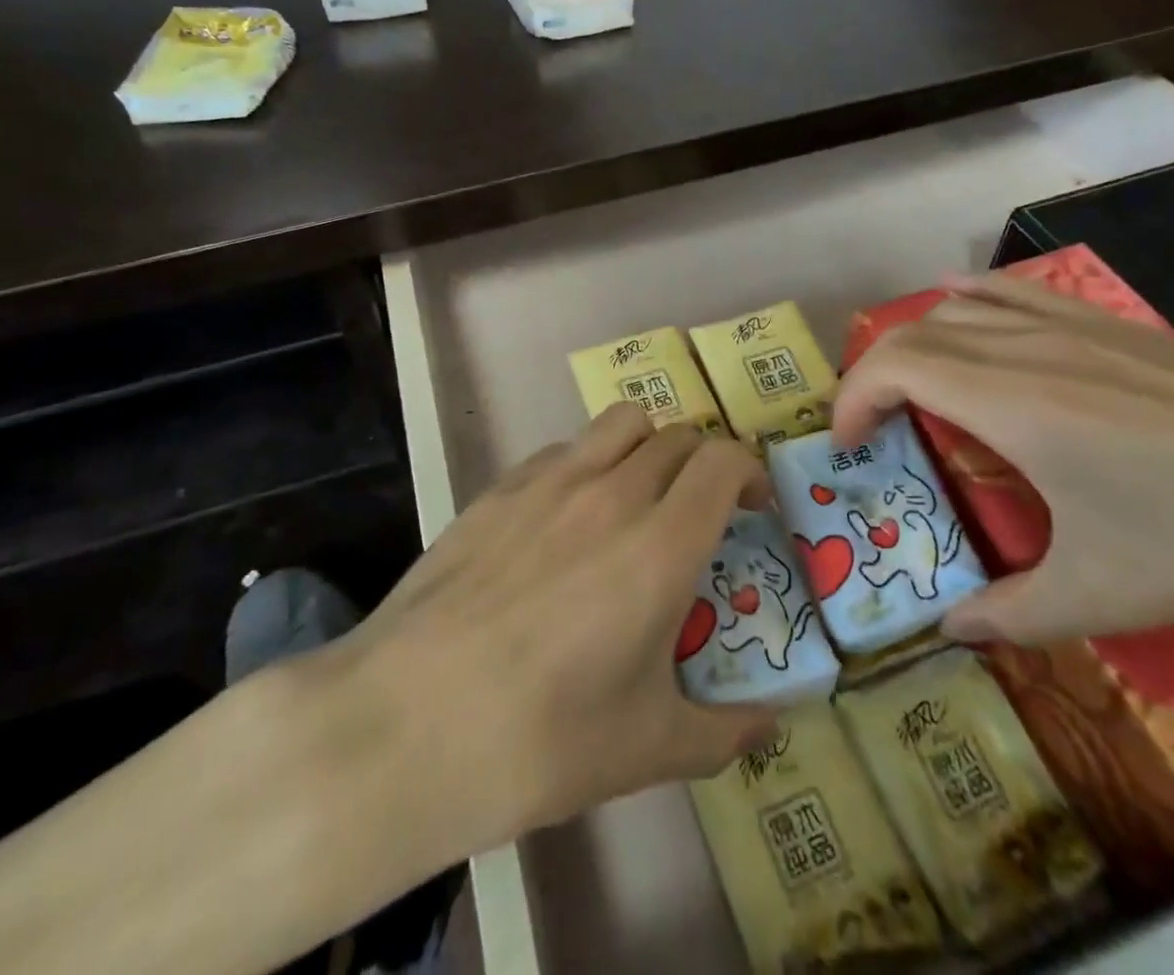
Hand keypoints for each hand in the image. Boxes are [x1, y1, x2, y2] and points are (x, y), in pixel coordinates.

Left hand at [310, 404, 778, 859]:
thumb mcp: (647, 750)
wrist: (406, 725)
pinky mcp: (499, 488)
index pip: (723, 461)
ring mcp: (549, 482)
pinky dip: (587, 464)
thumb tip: (767, 729)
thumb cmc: (541, 740)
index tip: (752, 504)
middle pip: (677, 436)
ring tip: (638, 497)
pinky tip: (566, 519)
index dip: (747, 470)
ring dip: (647, 446)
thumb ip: (722, 733)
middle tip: (699, 511)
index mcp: (660, 545)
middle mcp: (611, 493)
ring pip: (620, 423)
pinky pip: (563, 450)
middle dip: (703, 464)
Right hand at [833, 272, 1173, 647]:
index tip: (847, 445)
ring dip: (919, 339)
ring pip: (963, 306)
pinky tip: (967, 309)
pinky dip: (973, 299)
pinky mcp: (1114, 326)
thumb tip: (950, 631)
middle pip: (917, 331)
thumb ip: (1011, 614)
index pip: (896, 366)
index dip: (854, 398)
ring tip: (911, 384)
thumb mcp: (1105, 595)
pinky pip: (1018, 293)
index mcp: (1011, 402)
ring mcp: (1073, 328)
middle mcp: (1028, 348)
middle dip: (874, 373)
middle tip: (872, 428)